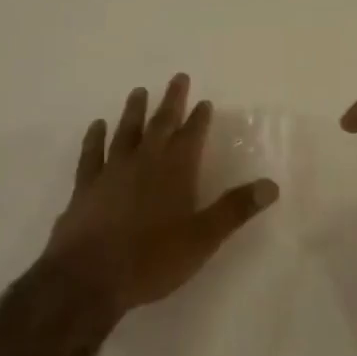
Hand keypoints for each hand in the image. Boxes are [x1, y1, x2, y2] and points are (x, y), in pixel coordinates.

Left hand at [45, 74, 278, 316]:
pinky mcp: (85, 187)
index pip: (192, 136)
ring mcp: (111, 171)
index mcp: (175, 171)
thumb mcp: (203, 238)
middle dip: (172, 101)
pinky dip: (95, 137)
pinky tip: (97, 125)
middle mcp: (144, 162)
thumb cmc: (151, 259)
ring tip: (139, 91)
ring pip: (125, 131)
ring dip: (134, 111)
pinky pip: (91, 154)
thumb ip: (235, 209)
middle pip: (160, 124)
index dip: (199, 118)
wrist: (88, 277)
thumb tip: (271, 185)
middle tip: (178, 78)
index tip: (204, 102)